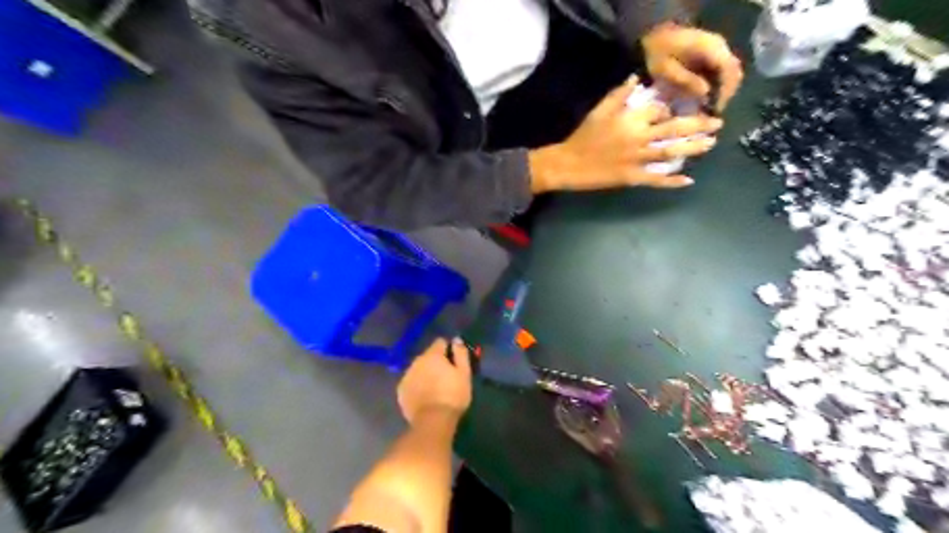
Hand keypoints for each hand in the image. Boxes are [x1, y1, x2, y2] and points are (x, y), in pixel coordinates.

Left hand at [398, 339, 473, 427]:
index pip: (440, 342)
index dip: (448, 350)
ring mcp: (406, 376)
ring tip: (434, 388)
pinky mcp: (401, 391)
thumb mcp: (464, 373)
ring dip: (425, 373)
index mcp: (432, 355)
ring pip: (418, 369)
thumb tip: (456, 340)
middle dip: (435, 363)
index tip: (454, 362)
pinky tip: (424, 397)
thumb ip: (460, 353)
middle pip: (428, 356)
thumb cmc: (453, 395)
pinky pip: (411, 382)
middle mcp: (416, 361)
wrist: (433, 421)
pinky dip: (417, 386)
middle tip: (445, 377)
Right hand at [531, 76, 722, 190]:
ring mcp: (638, 160)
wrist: (569, 164)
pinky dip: (672, 181)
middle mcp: (640, 138)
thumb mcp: (599, 110)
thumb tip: (637, 79)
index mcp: (632, 120)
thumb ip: (619, 94)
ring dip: (692, 148)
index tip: (674, 110)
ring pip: (670, 153)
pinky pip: (655, 180)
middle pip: (675, 129)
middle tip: (718, 123)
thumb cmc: (583, 136)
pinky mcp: (633, 178)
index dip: (670, 108)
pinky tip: (688, 180)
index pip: (660, 109)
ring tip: (711, 143)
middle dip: (699, 124)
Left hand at [642, 24, 745, 112]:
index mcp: (711, 47)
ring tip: (709, 107)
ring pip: (729, 72)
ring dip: (721, 90)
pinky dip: (716, 85)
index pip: (728, 69)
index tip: (716, 108)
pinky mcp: (711, 55)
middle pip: (733, 71)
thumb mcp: (666, 70)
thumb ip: (687, 81)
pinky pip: (720, 71)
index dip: (725, 90)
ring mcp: (716, 49)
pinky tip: (705, 98)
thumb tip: (707, 93)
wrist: (653, 37)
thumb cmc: (657, 54)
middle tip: (713, 111)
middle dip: (725, 93)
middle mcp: (719, 46)